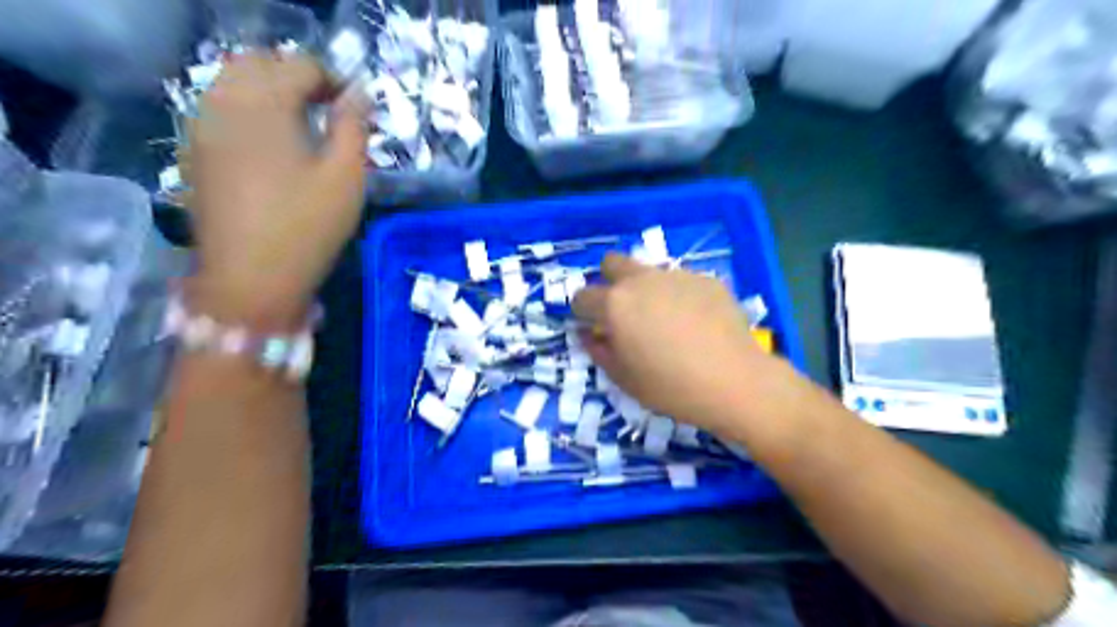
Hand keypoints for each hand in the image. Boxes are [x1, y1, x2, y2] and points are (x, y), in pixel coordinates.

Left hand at [185, 50, 368, 326]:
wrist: (250, 280)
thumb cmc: (308, 228)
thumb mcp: (346, 179)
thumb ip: (353, 128)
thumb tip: (358, 96)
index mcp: (265, 106)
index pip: (299, 66)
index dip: (333, 79)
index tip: (356, 108)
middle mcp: (224, 103)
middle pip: (257, 63)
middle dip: (296, 76)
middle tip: (328, 108)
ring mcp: (201, 127)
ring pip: (231, 81)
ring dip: (268, 89)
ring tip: (301, 123)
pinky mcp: (194, 152)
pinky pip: (217, 107)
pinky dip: (246, 108)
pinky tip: (269, 142)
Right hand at [575, 252, 783, 429]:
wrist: (735, 381)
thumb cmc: (671, 387)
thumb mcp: (624, 379)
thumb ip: (599, 351)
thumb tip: (587, 334)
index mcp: (615, 304)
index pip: (582, 296)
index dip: (582, 312)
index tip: (593, 327)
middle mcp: (641, 280)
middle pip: (611, 262)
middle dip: (608, 282)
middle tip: (623, 312)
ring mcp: (676, 276)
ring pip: (648, 270)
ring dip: (645, 288)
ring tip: (664, 320)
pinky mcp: (705, 279)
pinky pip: (680, 281)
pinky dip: (678, 296)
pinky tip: (695, 323)